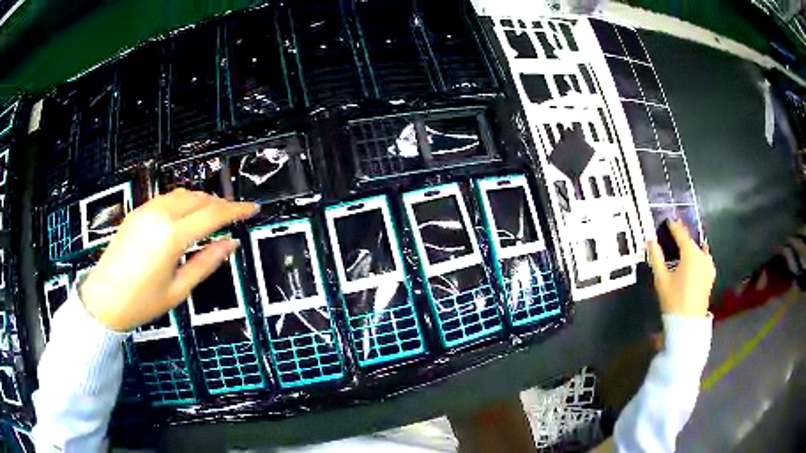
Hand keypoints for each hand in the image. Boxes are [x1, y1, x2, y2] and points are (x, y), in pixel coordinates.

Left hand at [80, 189, 258, 330]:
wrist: (104, 298)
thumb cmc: (142, 302)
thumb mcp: (179, 289)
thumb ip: (206, 263)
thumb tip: (231, 244)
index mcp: (171, 236)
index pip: (212, 215)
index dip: (236, 210)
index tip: (253, 209)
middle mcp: (160, 215)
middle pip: (198, 199)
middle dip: (220, 203)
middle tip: (234, 214)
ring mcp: (146, 210)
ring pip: (182, 194)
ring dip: (201, 200)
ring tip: (213, 214)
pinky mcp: (137, 212)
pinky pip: (167, 198)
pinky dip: (183, 201)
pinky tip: (186, 215)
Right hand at [647, 220, 714, 317]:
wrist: (688, 324)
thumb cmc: (673, 300)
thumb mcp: (661, 279)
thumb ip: (656, 257)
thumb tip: (650, 240)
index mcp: (691, 253)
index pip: (681, 233)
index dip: (673, 226)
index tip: (667, 220)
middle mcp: (702, 255)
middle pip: (691, 241)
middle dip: (682, 237)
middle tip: (673, 236)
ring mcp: (709, 265)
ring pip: (698, 249)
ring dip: (690, 247)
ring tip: (682, 248)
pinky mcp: (711, 274)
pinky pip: (704, 258)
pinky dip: (697, 256)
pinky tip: (693, 261)